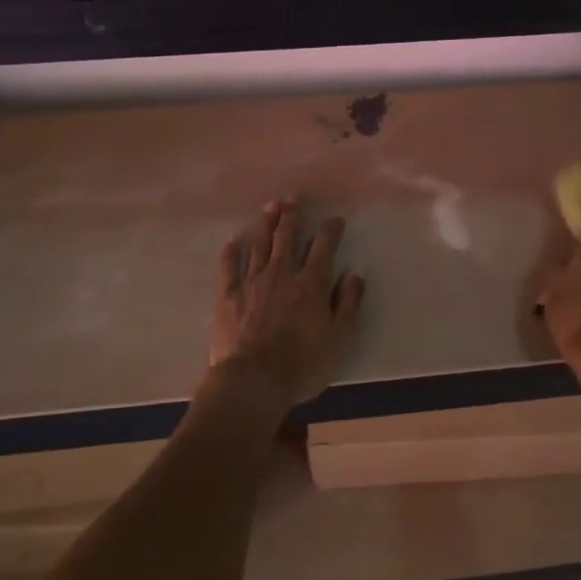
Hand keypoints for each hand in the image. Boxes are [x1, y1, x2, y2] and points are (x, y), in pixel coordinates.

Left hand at [209, 199, 365, 409]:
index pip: (324, 246)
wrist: (253, 381)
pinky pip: (228, 267)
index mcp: (311, 283)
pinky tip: (234, 241)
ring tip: (270, 208)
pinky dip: (231, 252)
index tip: (335, 220)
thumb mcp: (339, 338)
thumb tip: (353, 275)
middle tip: (293, 199)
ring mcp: (251, 282)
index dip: (330, 230)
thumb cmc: (302, 364)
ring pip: (260, 245)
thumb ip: (348, 304)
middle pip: (287, 236)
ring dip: (266, 224)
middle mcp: (281, 273)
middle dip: (292, 215)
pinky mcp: (227, 296)